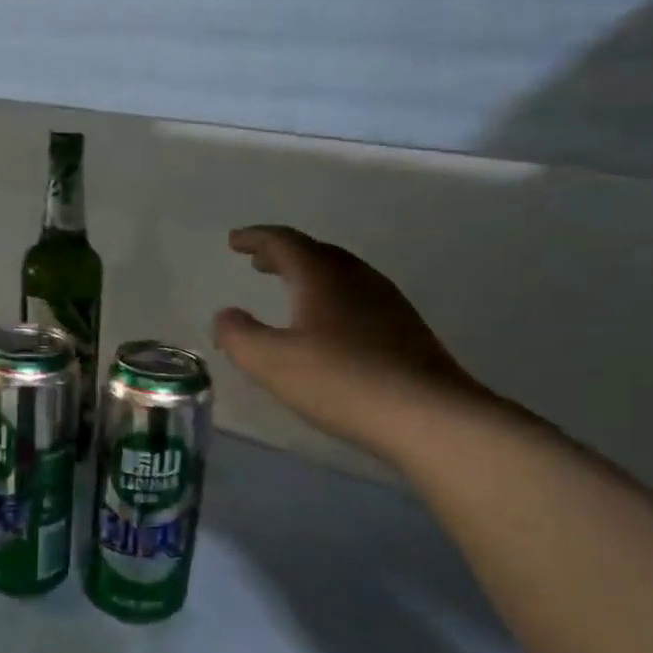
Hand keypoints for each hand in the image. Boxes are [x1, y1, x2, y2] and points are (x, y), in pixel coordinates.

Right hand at [213, 226, 489, 452]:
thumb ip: (239, 336)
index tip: (234, 241)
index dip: (255, 238)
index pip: (284, 242)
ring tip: (290, 289)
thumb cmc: (340, 381)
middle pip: (315, 253)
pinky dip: (332, 297)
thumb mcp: (272, 362)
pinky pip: (359, 297)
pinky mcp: (406, 329)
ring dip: (310, 275)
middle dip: (283, 254)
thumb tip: (225, 316)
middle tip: (258, 261)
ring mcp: (387, 302)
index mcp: (321, 276)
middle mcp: (357, 277)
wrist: (427, 414)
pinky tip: (331, 325)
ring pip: (341, 274)